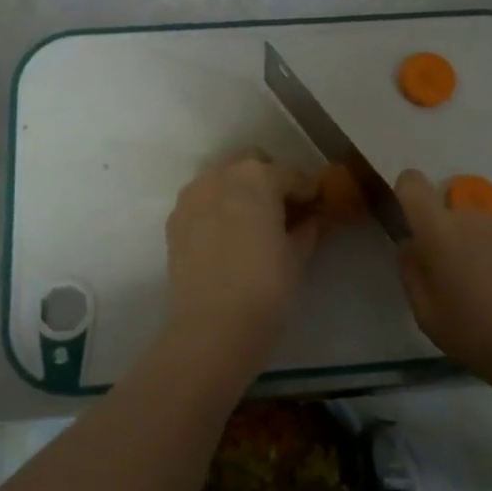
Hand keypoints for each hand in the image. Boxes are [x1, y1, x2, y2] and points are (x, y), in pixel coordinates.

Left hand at [165, 150, 322, 362]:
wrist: (212, 327)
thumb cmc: (266, 287)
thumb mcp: (297, 256)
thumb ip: (307, 228)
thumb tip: (313, 218)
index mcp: (257, 177)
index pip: (290, 173)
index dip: (307, 189)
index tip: (316, 205)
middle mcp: (220, 176)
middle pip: (250, 163)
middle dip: (269, 178)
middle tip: (284, 209)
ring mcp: (192, 196)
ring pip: (221, 177)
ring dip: (240, 189)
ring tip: (253, 221)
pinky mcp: (175, 220)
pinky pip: (202, 201)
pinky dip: (217, 207)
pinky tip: (228, 235)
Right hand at [395, 169, 491, 382]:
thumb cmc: (476, 334)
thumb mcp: (425, 313)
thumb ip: (411, 270)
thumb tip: (411, 244)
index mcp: (439, 230)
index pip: (412, 183)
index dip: (408, 196)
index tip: (413, 225)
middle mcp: (473, 215)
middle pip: (450, 212)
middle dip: (449, 237)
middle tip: (458, 278)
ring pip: (482, 227)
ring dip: (480, 247)